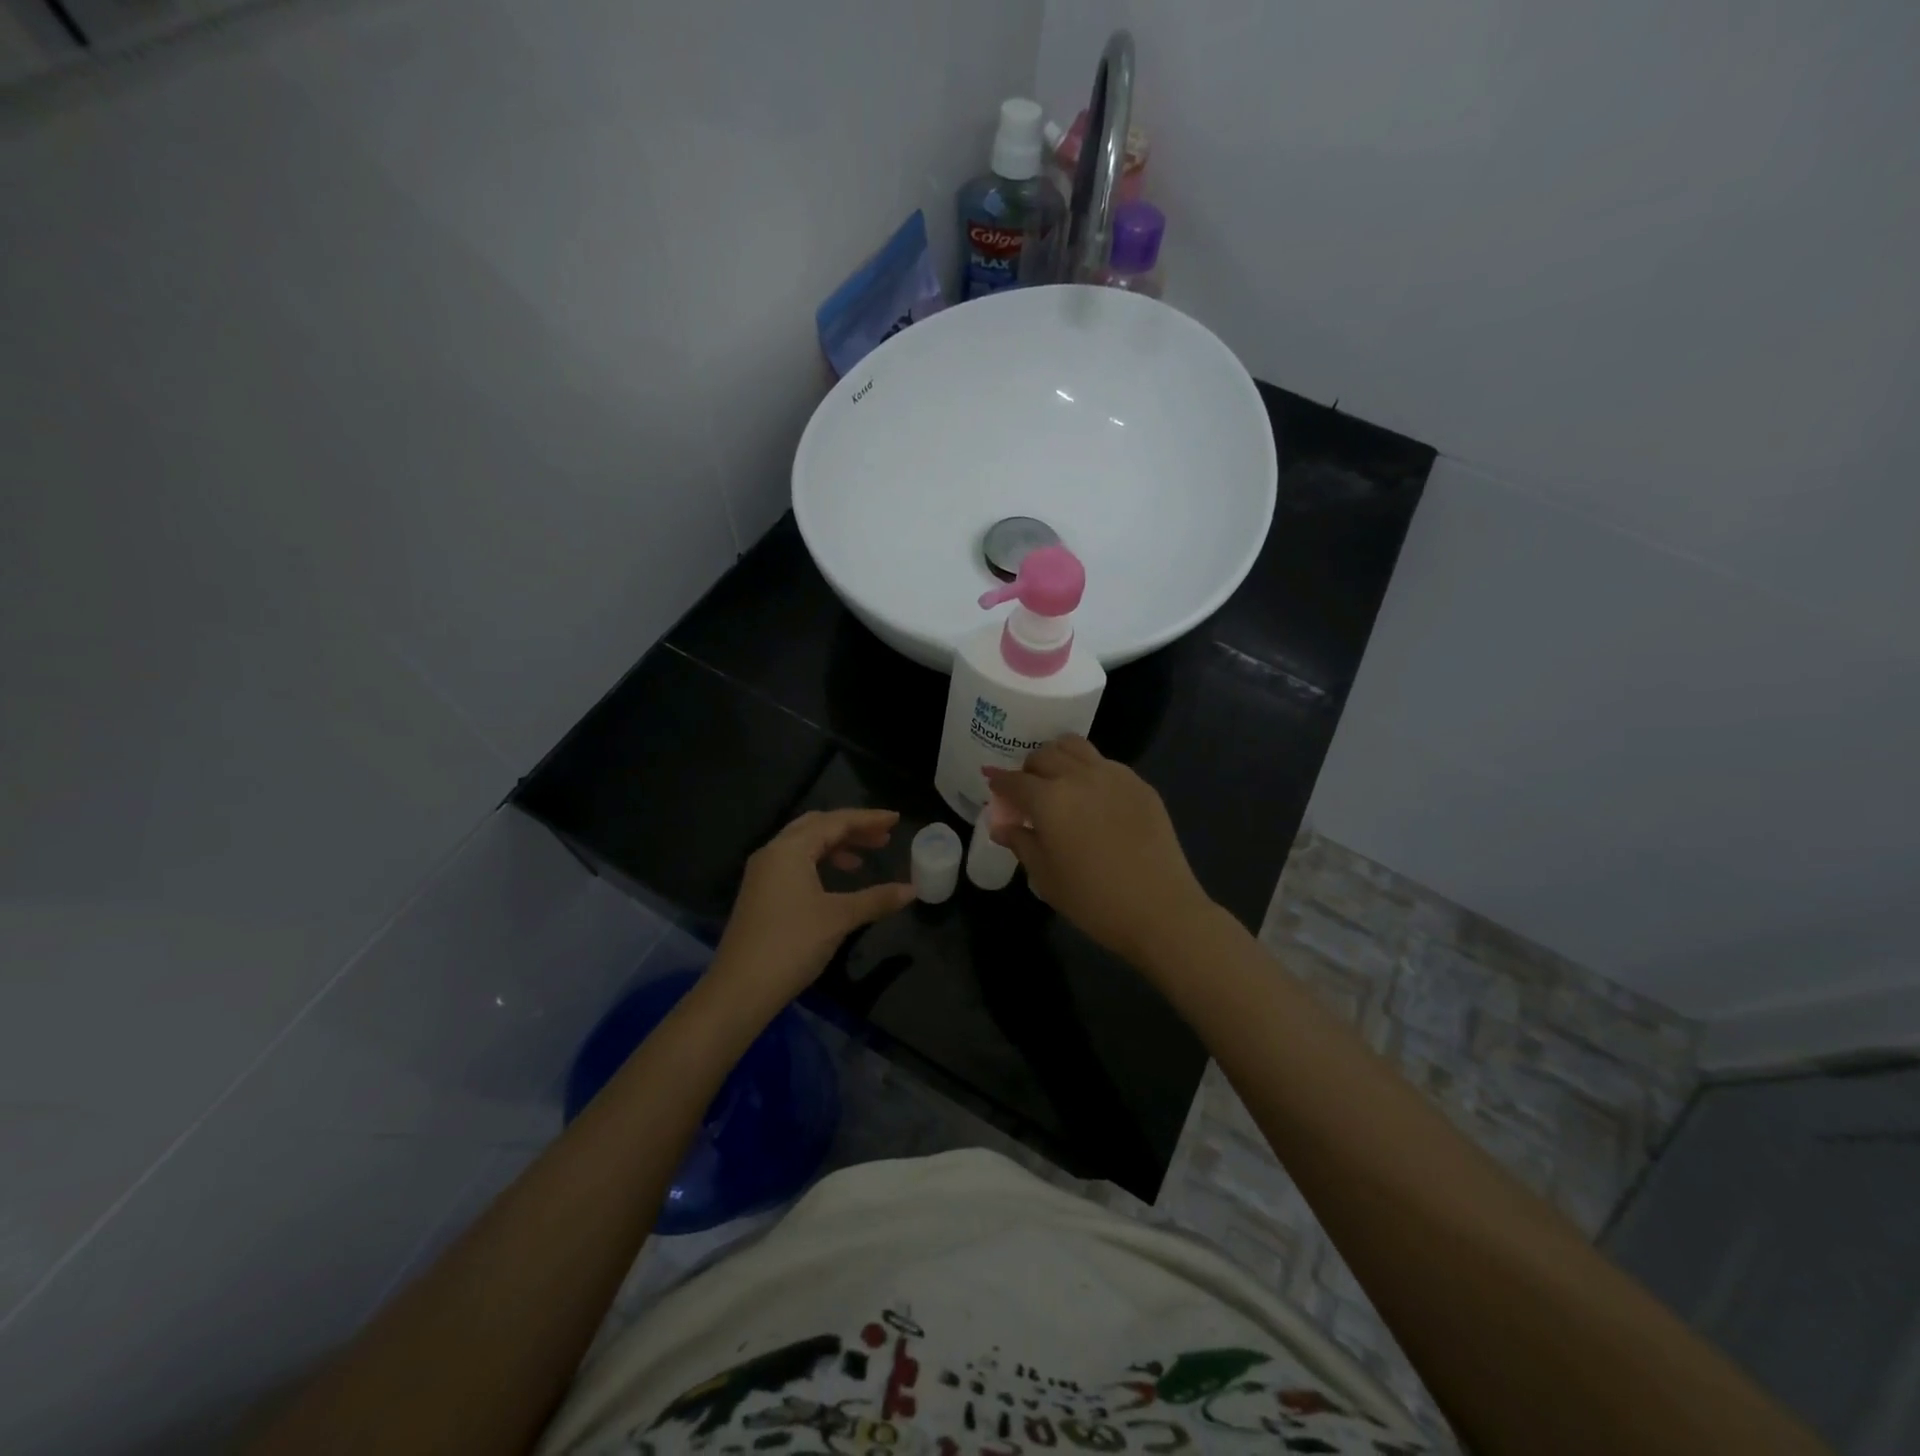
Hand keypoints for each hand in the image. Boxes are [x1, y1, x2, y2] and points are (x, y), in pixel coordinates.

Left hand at [704, 809, 915, 1019]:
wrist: (741, 988)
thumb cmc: (792, 943)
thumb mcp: (839, 918)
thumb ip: (877, 899)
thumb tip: (912, 890)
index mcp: (790, 849)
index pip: (835, 822)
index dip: (868, 819)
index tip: (895, 819)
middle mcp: (773, 853)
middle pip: (817, 827)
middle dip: (851, 829)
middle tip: (883, 837)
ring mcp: (763, 874)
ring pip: (804, 845)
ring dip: (836, 847)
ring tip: (864, 861)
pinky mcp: (761, 894)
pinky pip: (795, 863)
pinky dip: (820, 863)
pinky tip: (837, 881)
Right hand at [985, 737, 1214, 965]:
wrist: (1159, 909)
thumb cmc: (1092, 900)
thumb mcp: (1045, 877)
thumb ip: (1021, 843)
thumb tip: (1002, 826)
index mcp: (1048, 799)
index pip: (1014, 781)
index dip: (999, 782)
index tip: (992, 784)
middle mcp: (1078, 776)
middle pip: (1044, 754)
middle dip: (1029, 769)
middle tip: (1028, 792)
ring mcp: (1113, 775)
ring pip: (1075, 746)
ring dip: (1058, 757)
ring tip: (1058, 781)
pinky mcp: (1139, 784)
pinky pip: (1106, 763)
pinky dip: (1089, 770)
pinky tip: (1094, 797)